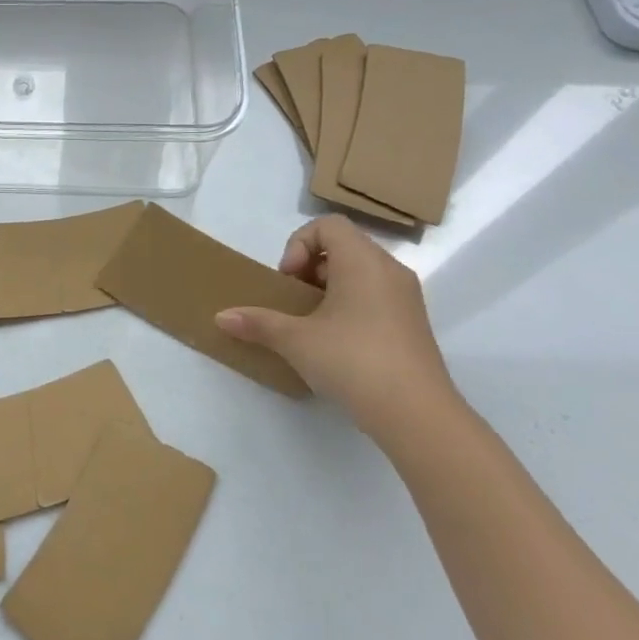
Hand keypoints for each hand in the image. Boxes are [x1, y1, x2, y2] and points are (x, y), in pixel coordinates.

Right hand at [216, 215, 458, 445]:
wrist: (417, 414)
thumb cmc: (353, 361)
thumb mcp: (296, 341)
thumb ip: (258, 323)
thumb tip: (221, 317)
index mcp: (363, 261)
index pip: (328, 225)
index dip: (299, 244)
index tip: (289, 280)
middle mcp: (389, 270)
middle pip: (343, 246)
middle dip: (309, 267)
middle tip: (294, 300)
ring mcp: (406, 297)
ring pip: (360, 272)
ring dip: (328, 288)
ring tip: (310, 322)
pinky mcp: (412, 324)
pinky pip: (375, 295)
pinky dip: (350, 305)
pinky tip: (335, 342)